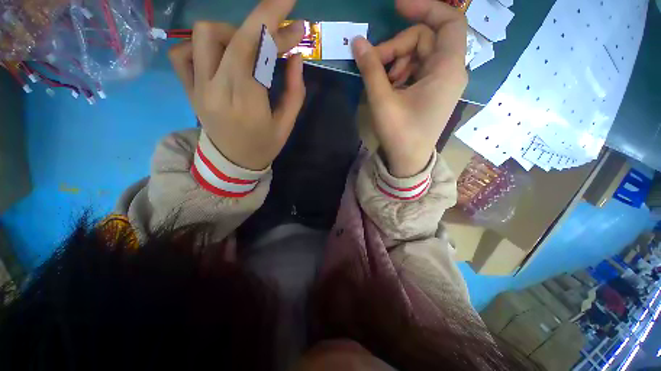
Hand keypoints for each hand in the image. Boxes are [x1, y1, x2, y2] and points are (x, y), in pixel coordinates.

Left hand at [168, 0, 305, 169]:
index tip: (289, 3)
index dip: (270, 20)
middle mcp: (217, 90)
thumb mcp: (286, 125)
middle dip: (262, 22)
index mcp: (247, 104)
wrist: (233, 162)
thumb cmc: (264, 146)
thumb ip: (295, 92)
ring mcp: (198, 87)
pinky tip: (221, 53)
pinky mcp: (188, 88)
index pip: (254, 50)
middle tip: (284, 31)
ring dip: (233, 31)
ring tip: (251, 48)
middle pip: (233, 37)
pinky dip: (202, 43)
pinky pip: (182, 52)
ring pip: (203, 35)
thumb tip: (297, 57)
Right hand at [352, 0, 467, 176]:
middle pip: (425, 39)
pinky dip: (402, 71)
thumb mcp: (383, 101)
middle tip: (374, 64)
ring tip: (383, 81)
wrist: (408, 161)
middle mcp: (450, 71)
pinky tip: (390, 86)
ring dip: (397, 60)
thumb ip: (371, 69)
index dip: (425, 7)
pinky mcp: (432, 90)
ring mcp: (441, 81)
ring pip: (420, 54)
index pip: (448, 21)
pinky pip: (418, 68)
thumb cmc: (400, 135)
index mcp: (447, 70)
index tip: (397, 7)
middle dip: (397, 46)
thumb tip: (358, 42)